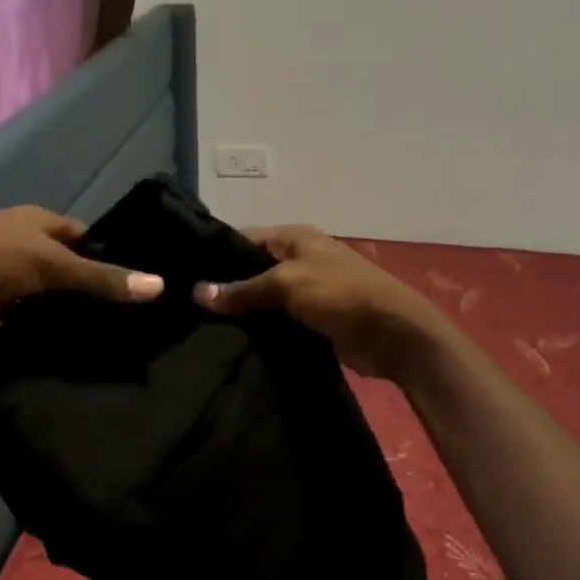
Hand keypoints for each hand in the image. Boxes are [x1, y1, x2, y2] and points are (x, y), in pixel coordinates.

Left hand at [0, 206, 163, 338]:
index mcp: (35, 219)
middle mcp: (17, 237)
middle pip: (60, 259)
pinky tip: (51, 337)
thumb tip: (159, 285)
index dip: (104, 252)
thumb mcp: (53, 266)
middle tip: (114, 311)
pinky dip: (31, 318)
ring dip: (56, 302)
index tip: (128, 279)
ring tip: (90, 329)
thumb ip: (102, 278)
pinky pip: (17, 307)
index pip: (80, 233)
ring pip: (38, 285)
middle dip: (81, 281)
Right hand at [194, 225, 446, 378]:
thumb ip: (243, 289)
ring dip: (243, 312)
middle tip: (188, 306)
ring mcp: (307, 290)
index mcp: (295, 238)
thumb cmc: (340, 295)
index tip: (186, 274)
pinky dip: (261, 329)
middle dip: (226, 286)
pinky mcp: (313, 319)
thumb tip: (198, 293)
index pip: (245, 239)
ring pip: (264, 298)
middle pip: (253, 269)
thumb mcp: (287, 284)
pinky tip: (233, 341)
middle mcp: (300, 258)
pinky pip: (278, 320)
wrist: (393, 334)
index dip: (216, 255)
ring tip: (203, 326)